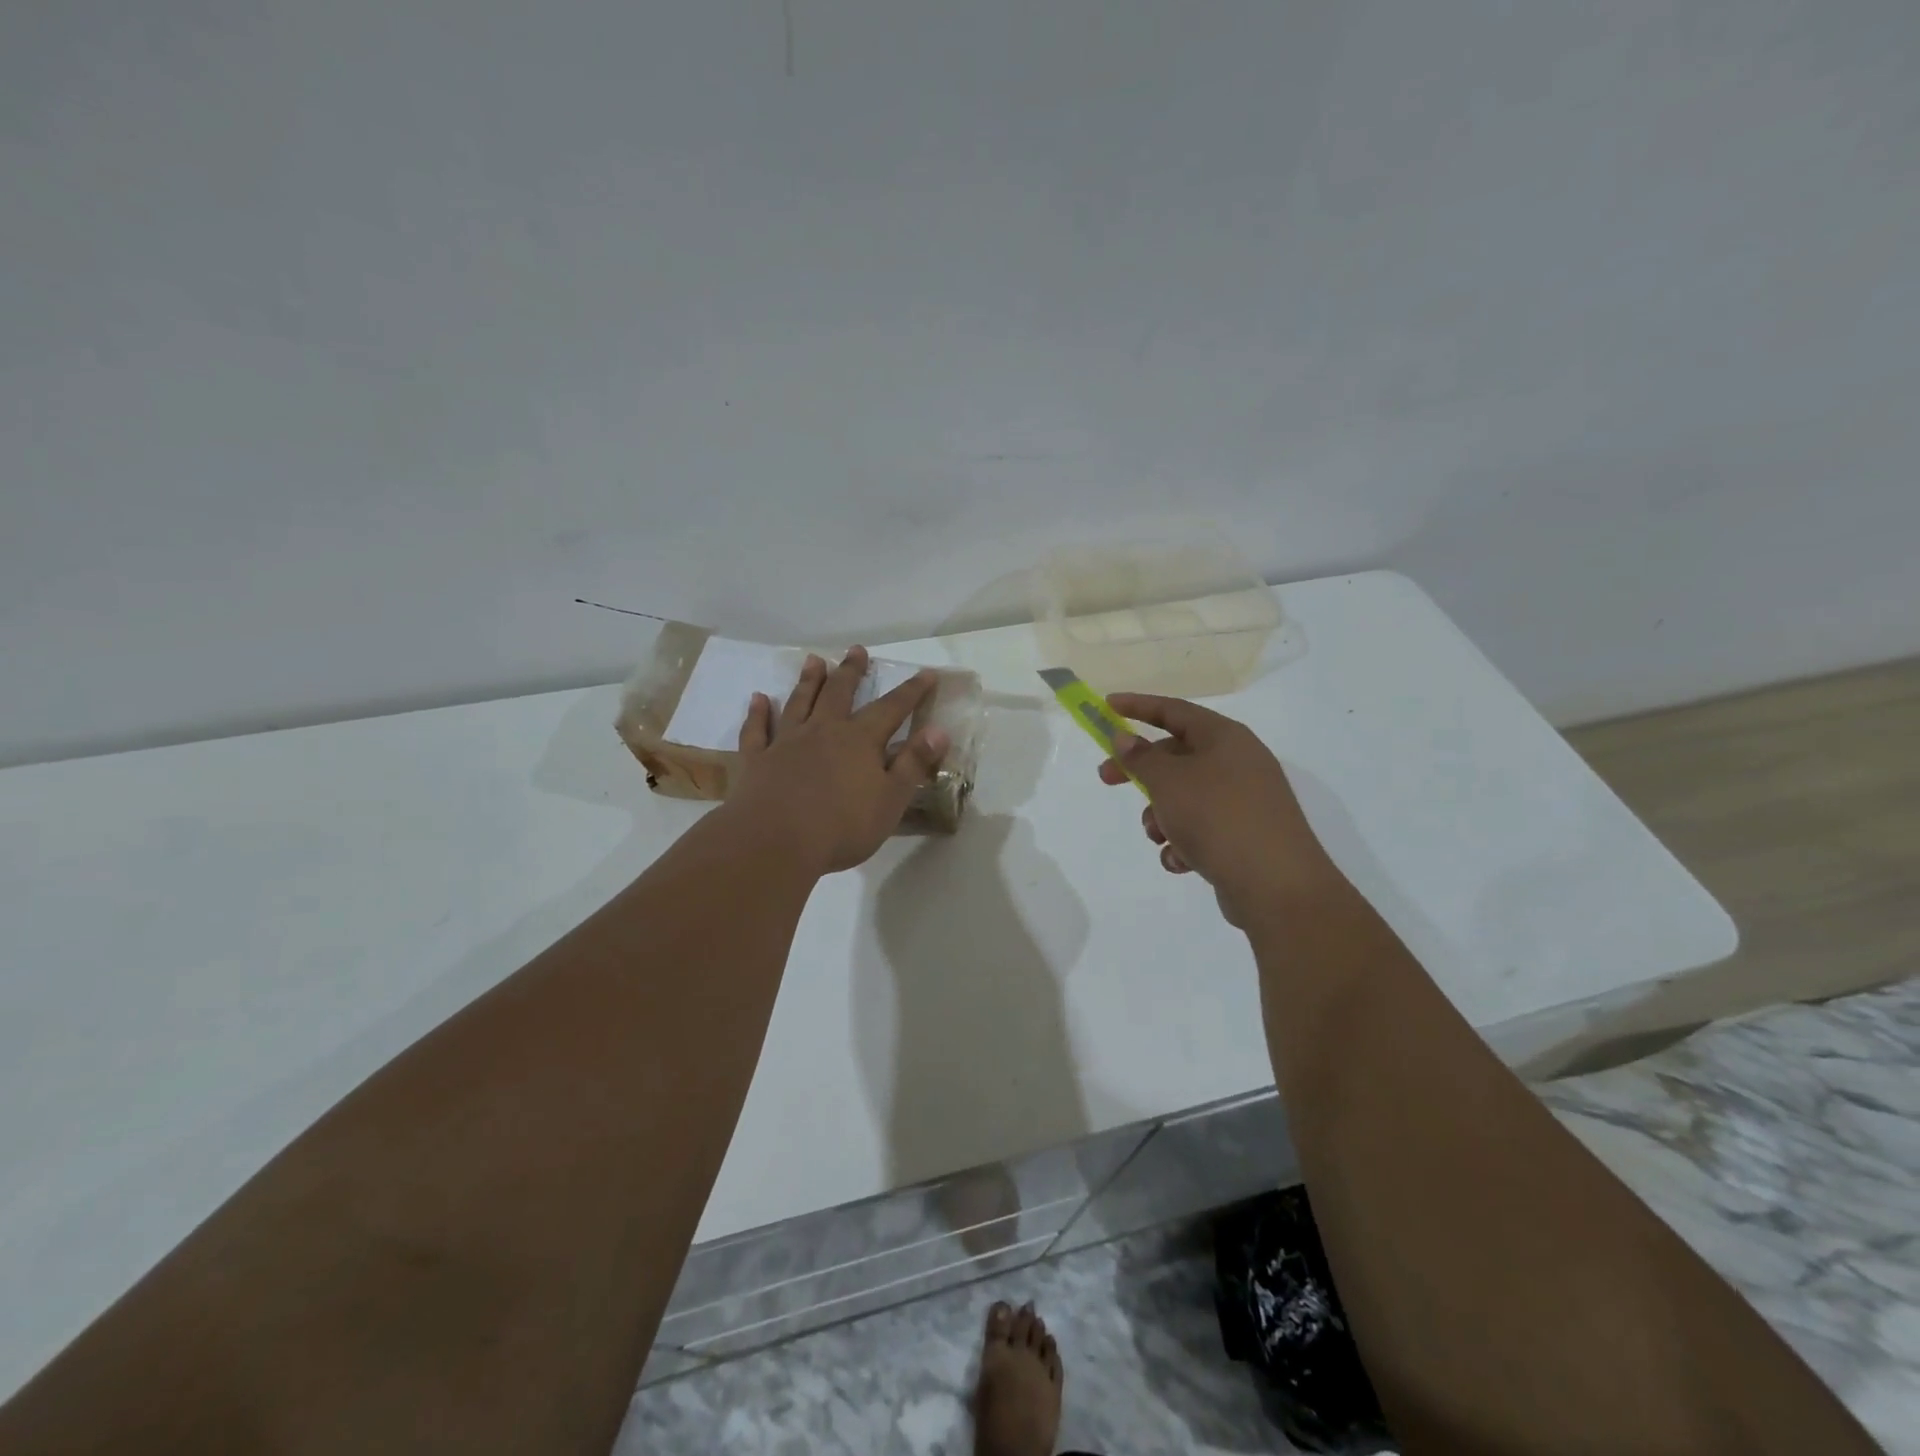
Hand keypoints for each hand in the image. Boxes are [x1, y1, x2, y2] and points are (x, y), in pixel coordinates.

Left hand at [727, 646, 950, 874]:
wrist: (775, 842)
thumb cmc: (841, 827)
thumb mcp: (891, 800)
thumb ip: (913, 764)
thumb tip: (938, 730)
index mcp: (860, 741)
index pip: (892, 709)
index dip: (911, 691)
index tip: (926, 673)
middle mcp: (823, 731)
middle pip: (839, 693)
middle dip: (851, 671)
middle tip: (856, 650)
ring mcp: (786, 742)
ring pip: (800, 703)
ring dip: (808, 681)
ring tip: (814, 661)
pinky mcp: (758, 760)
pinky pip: (757, 730)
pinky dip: (758, 713)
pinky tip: (758, 699)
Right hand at [1098, 693, 1340, 926]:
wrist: (1276, 884)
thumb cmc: (1217, 817)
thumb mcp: (1169, 781)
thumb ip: (1141, 757)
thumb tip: (1125, 738)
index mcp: (1224, 737)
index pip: (1174, 710)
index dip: (1138, 706)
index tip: (1106, 706)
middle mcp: (1237, 762)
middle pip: (1176, 756)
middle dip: (1141, 772)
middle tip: (1107, 778)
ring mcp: (1244, 800)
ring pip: (1184, 797)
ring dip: (1162, 816)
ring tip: (1160, 836)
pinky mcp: (1244, 835)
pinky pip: (1201, 829)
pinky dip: (1184, 842)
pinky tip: (1182, 860)